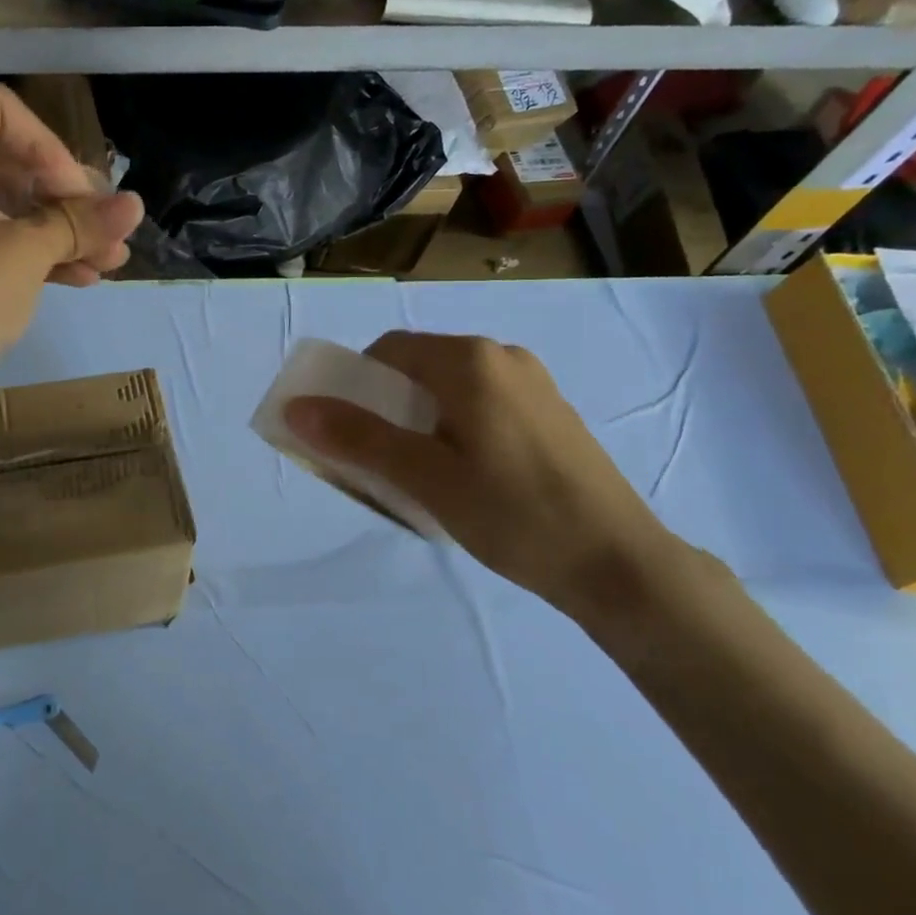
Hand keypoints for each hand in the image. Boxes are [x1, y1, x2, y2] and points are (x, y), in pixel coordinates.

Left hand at [0, 82, 141, 410]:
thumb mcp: (26, 254)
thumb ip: (81, 222)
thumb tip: (136, 205)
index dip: (49, 146)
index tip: (79, 194)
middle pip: (5, 159)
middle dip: (64, 197)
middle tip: (107, 229)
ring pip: (0, 204)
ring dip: (56, 230)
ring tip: (109, 261)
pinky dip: (27, 250)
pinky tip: (80, 277)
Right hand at [284, 331, 685, 616]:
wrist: (619, 563)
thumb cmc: (513, 514)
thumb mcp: (424, 478)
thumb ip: (358, 437)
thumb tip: (296, 407)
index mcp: (469, 361)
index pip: (387, 351)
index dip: (354, 386)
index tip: (346, 433)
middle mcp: (502, 357)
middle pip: (419, 368)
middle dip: (385, 407)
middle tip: (379, 461)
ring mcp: (533, 383)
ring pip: (450, 388)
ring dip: (419, 421)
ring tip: (419, 475)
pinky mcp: (551, 412)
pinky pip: (482, 404)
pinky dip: (454, 428)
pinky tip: (465, 477)